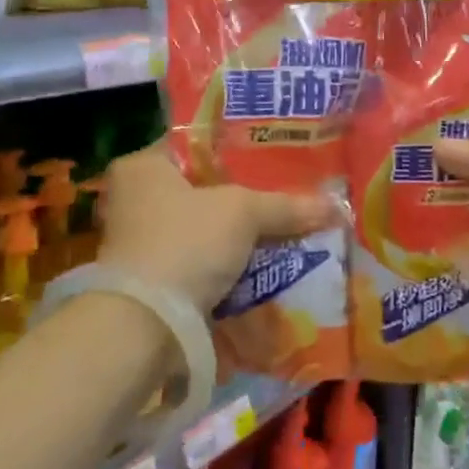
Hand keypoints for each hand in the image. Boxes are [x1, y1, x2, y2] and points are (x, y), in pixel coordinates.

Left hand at [98, 144, 331, 313]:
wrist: (146, 324)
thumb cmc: (186, 243)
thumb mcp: (243, 213)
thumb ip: (285, 206)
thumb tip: (335, 206)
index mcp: (143, 167)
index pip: (195, 144)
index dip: (236, 149)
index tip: (273, 155)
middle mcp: (133, 199)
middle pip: (201, 189)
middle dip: (240, 197)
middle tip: (283, 193)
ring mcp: (139, 243)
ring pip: (201, 228)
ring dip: (234, 235)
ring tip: (280, 229)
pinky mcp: (150, 280)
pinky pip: (197, 260)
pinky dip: (224, 264)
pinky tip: (259, 264)